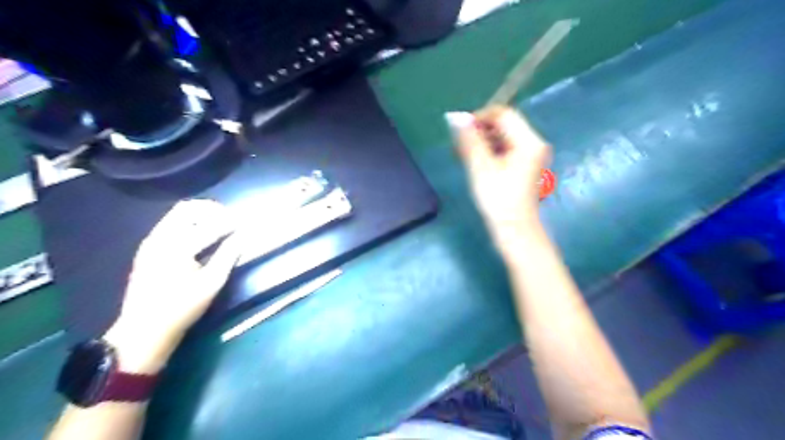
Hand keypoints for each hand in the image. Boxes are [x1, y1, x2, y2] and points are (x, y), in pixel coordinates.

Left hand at [101, 200, 241, 372]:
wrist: (144, 329)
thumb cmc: (182, 307)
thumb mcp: (212, 283)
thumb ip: (228, 255)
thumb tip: (242, 237)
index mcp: (177, 247)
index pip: (209, 226)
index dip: (230, 223)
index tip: (244, 224)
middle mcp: (160, 238)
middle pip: (187, 209)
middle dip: (211, 210)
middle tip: (229, 219)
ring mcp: (150, 242)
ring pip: (176, 214)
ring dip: (199, 214)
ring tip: (217, 224)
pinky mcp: (147, 249)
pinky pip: (169, 224)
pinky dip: (187, 222)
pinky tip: (199, 235)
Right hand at [448, 107, 550, 244]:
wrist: (514, 229)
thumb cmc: (498, 198)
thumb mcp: (480, 166)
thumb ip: (469, 139)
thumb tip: (456, 116)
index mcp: (529, 141)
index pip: (503, 114)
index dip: (479, 117)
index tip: (458, 132)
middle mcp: (534, 144)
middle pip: (504, 125)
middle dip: (479, 132)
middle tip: (458, 147)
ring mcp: (531, 156)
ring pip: (503, 138)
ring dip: (481, 143)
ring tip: (461, 156)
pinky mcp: (525, 167)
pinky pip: (505, 151)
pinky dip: (489, 153)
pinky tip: (474, 163)